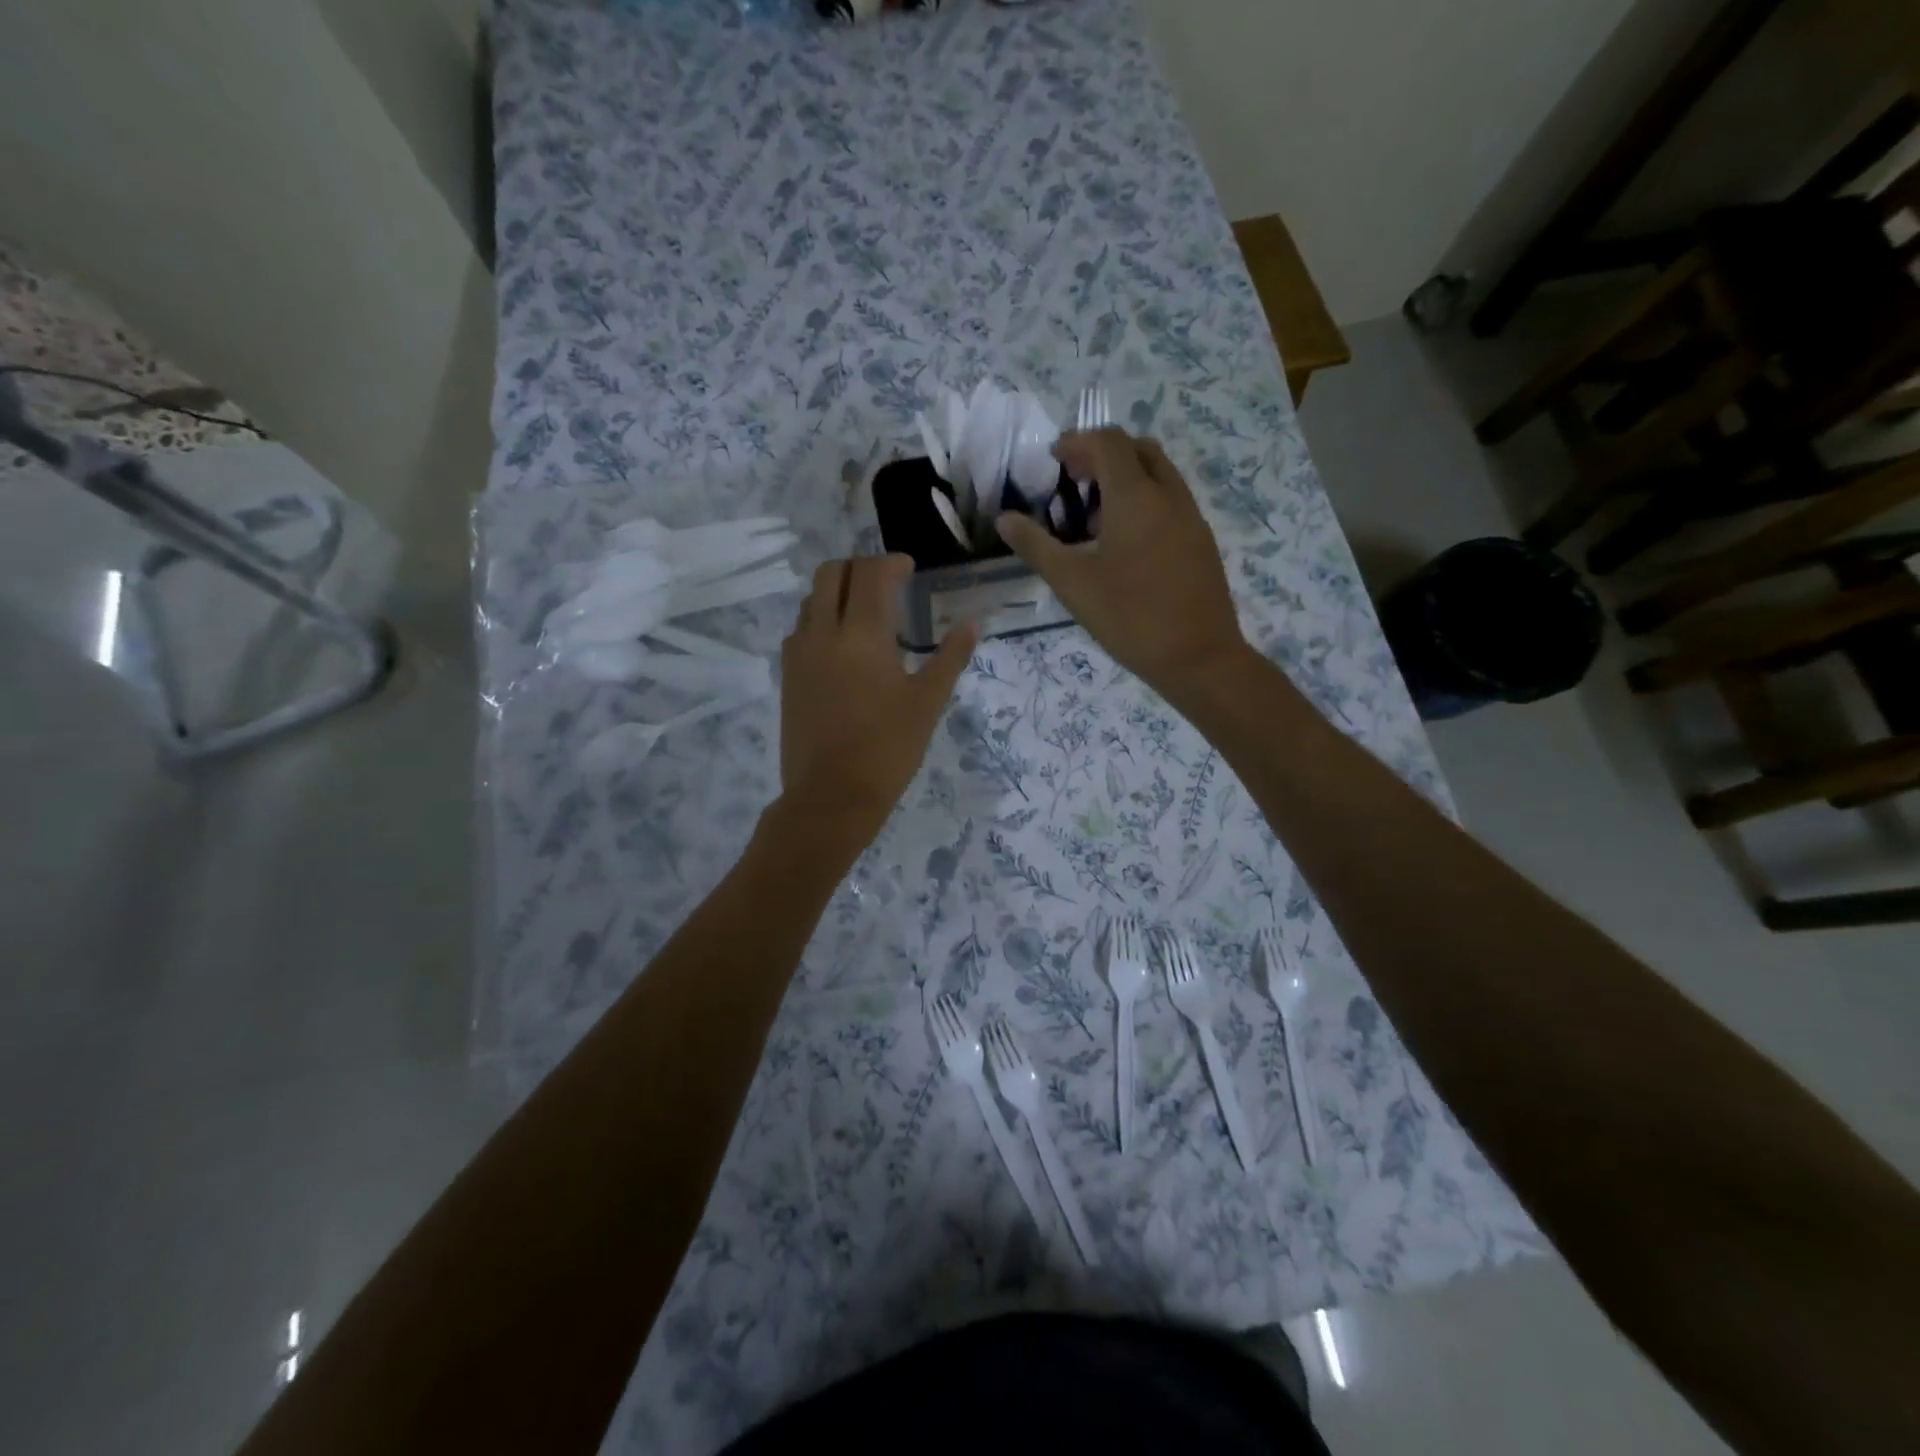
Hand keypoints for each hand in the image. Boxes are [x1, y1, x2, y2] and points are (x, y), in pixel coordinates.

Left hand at [778, 555, 977, 844]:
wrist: (831, 797)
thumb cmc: (888, 750)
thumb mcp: (927, 703)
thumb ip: (951, 657)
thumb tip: (974, 623)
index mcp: (863, 635)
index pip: (872, 574)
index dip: (892, 563)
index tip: (909, 569)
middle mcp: (824, 632)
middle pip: (833, 572)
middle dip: (860, 567)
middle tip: (886, 583)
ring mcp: (799, 653)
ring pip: (812, 598)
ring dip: (839, 591)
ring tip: (866, 612)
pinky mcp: (787, 674)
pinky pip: (801, 628)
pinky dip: (822, 618)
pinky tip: (843, 645)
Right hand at [996, 429, 1248, 699]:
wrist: (1198, 658)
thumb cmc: (1129, 618)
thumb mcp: (1073, 584)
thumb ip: (1036, 547)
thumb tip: (1004, 519)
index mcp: (1135, 497)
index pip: (1108, 442)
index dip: (1078, 442)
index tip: (1054, 461)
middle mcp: (1169, 495)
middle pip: (1138, 449)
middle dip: (1103, 454)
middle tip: (1075, 481)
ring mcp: (1191, 517)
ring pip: (1160, 473)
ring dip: (1127, 476)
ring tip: (1097, 513)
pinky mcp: (1202, 540)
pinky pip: (1172, 500)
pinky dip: (1146, 499)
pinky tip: (1127, 541)